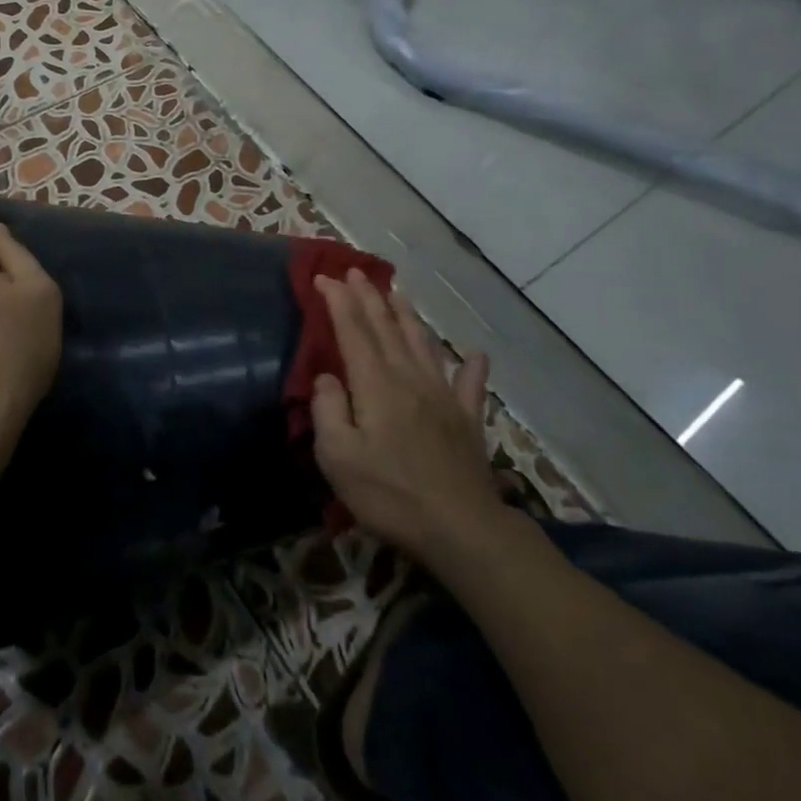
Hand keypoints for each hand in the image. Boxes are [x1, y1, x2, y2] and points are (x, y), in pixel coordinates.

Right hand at [310, 271, 514, 563]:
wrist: (461, 529)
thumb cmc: (389, 494)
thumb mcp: (338, 457)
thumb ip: (328, 410)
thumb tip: (326, 378)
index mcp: (375, 384)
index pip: (353, 330)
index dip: (338, 301)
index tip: (324, 278)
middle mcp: (409, 378)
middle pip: (386, 327)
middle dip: (368, 296)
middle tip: (354, 271)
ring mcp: (443, 396)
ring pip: (422, 343)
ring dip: (407, 315)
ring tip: (397, 292)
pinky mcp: (467, 420)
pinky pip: (470, 385)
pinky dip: (472, 367)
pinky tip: (476, 353)